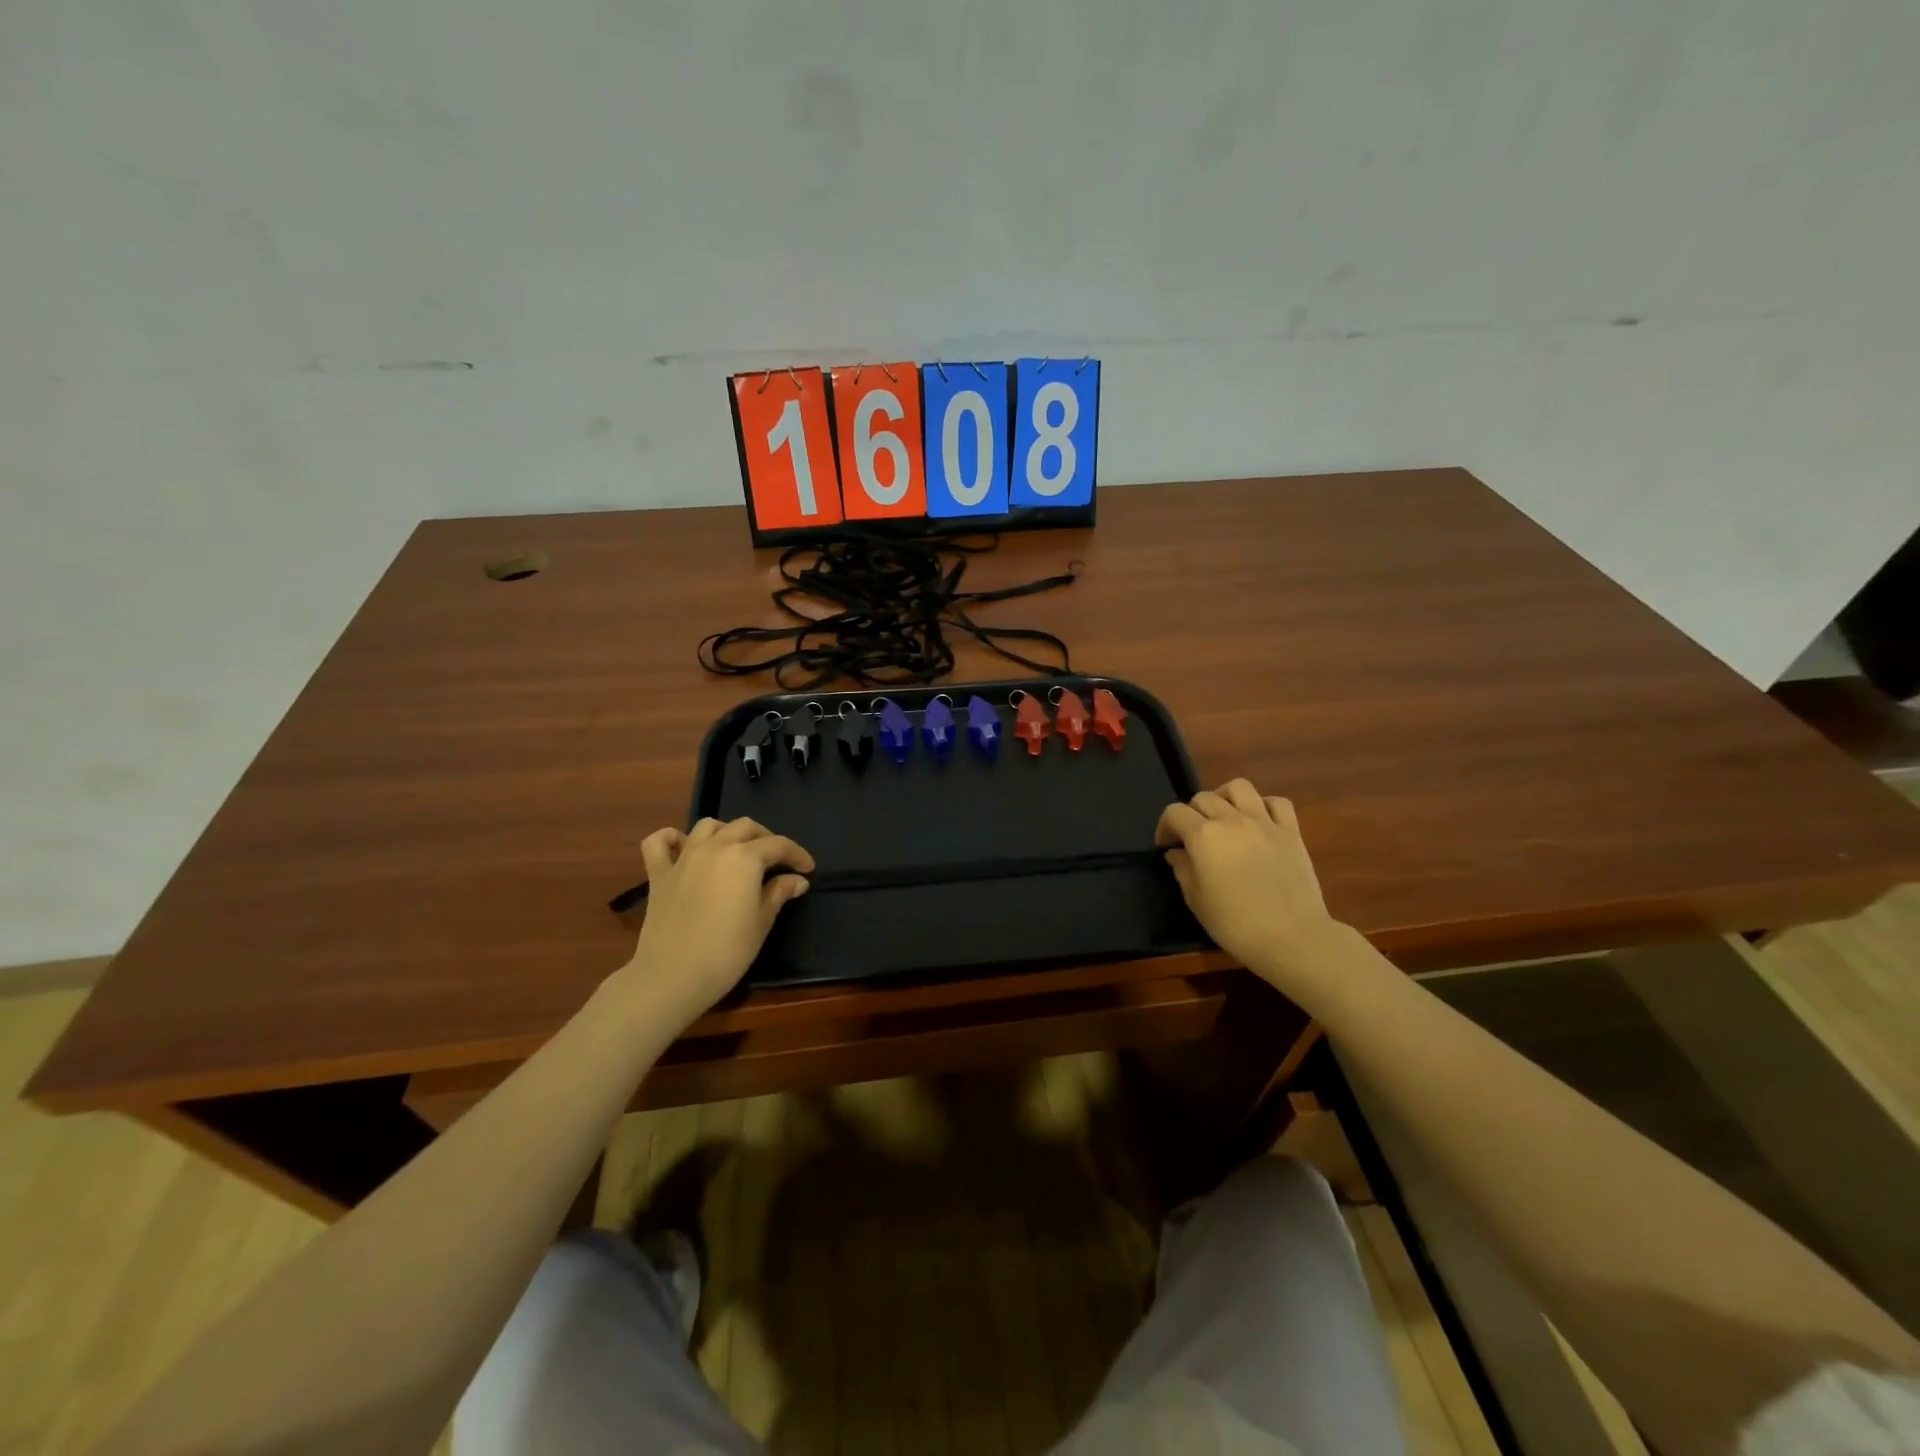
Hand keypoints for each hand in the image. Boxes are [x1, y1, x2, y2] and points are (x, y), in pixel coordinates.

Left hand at [619, 817, 813, 1026]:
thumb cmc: (727, 951)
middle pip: (745, 827)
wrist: (673, 976)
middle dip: (766, 839)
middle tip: (777, 861)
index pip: (778, 845)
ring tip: (736, 850)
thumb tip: (797, 880)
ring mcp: (683, 858)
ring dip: (726, 831)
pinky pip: (659, 842)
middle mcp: (715, 847)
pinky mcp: (658, 873)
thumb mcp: (762, 922)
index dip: (797, 854)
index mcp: (745, 858)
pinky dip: (672, 838)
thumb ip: (779, 893)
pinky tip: (683, 847)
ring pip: (708, 826)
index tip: (808, 869)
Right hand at [1156, 780, 1344, 994]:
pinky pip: (1277, 803)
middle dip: (1192, 813)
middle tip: (1193, 837)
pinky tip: (1259, 822)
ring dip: (1225, 797)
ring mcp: (1264, 822)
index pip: (1174, 813)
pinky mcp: (1291, 831)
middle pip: (1203, 797)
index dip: (1165, 827)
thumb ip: (1182, 870)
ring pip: (1239, 787)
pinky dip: (1264, 806)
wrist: (1292, 938)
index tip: (1166, 846)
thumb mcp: (1196, 901)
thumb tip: (1177, 853)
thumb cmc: (1236, 924)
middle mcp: (1231, 820)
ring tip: (1224, 817)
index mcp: (1204, 836)